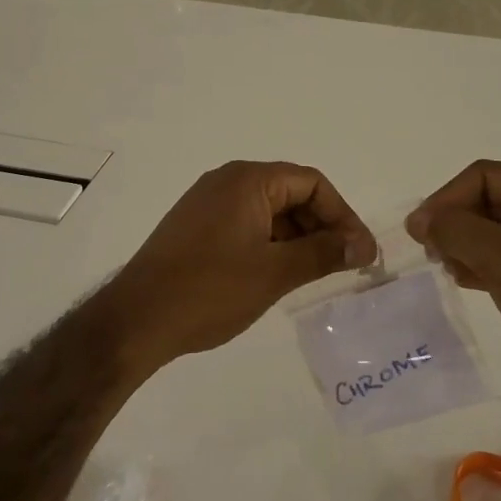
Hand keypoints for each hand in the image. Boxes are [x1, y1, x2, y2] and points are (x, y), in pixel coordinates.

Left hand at [107, 161, 375, 377]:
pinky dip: (270, 243)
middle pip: (291, 193)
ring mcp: (208, 203)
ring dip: (297, 237)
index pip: (311, 183)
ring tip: (314, 274)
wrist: (137, 319)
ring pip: (269, 211)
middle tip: (343, 266)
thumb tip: (363, 245)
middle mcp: (228, 181)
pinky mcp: (196, 226)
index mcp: (248, 180)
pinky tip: (278, 274)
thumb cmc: (210, 290)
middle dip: (321, 226)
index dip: (342, 215)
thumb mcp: (275, 272)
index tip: (360, 252)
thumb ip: (323, 253)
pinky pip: (246, 224)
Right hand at [406, 161, 500, 426]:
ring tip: (444, 266)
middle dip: (453, 221)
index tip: (419, 230)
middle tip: (428, 250)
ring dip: (459, 244)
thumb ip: (455, 230)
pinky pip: (494, 261)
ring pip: (486, 233)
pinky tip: (460, 280)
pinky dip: (471, 265)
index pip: (486, 176)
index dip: (449, 197)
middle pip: (485, 201)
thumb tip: (418, 221)